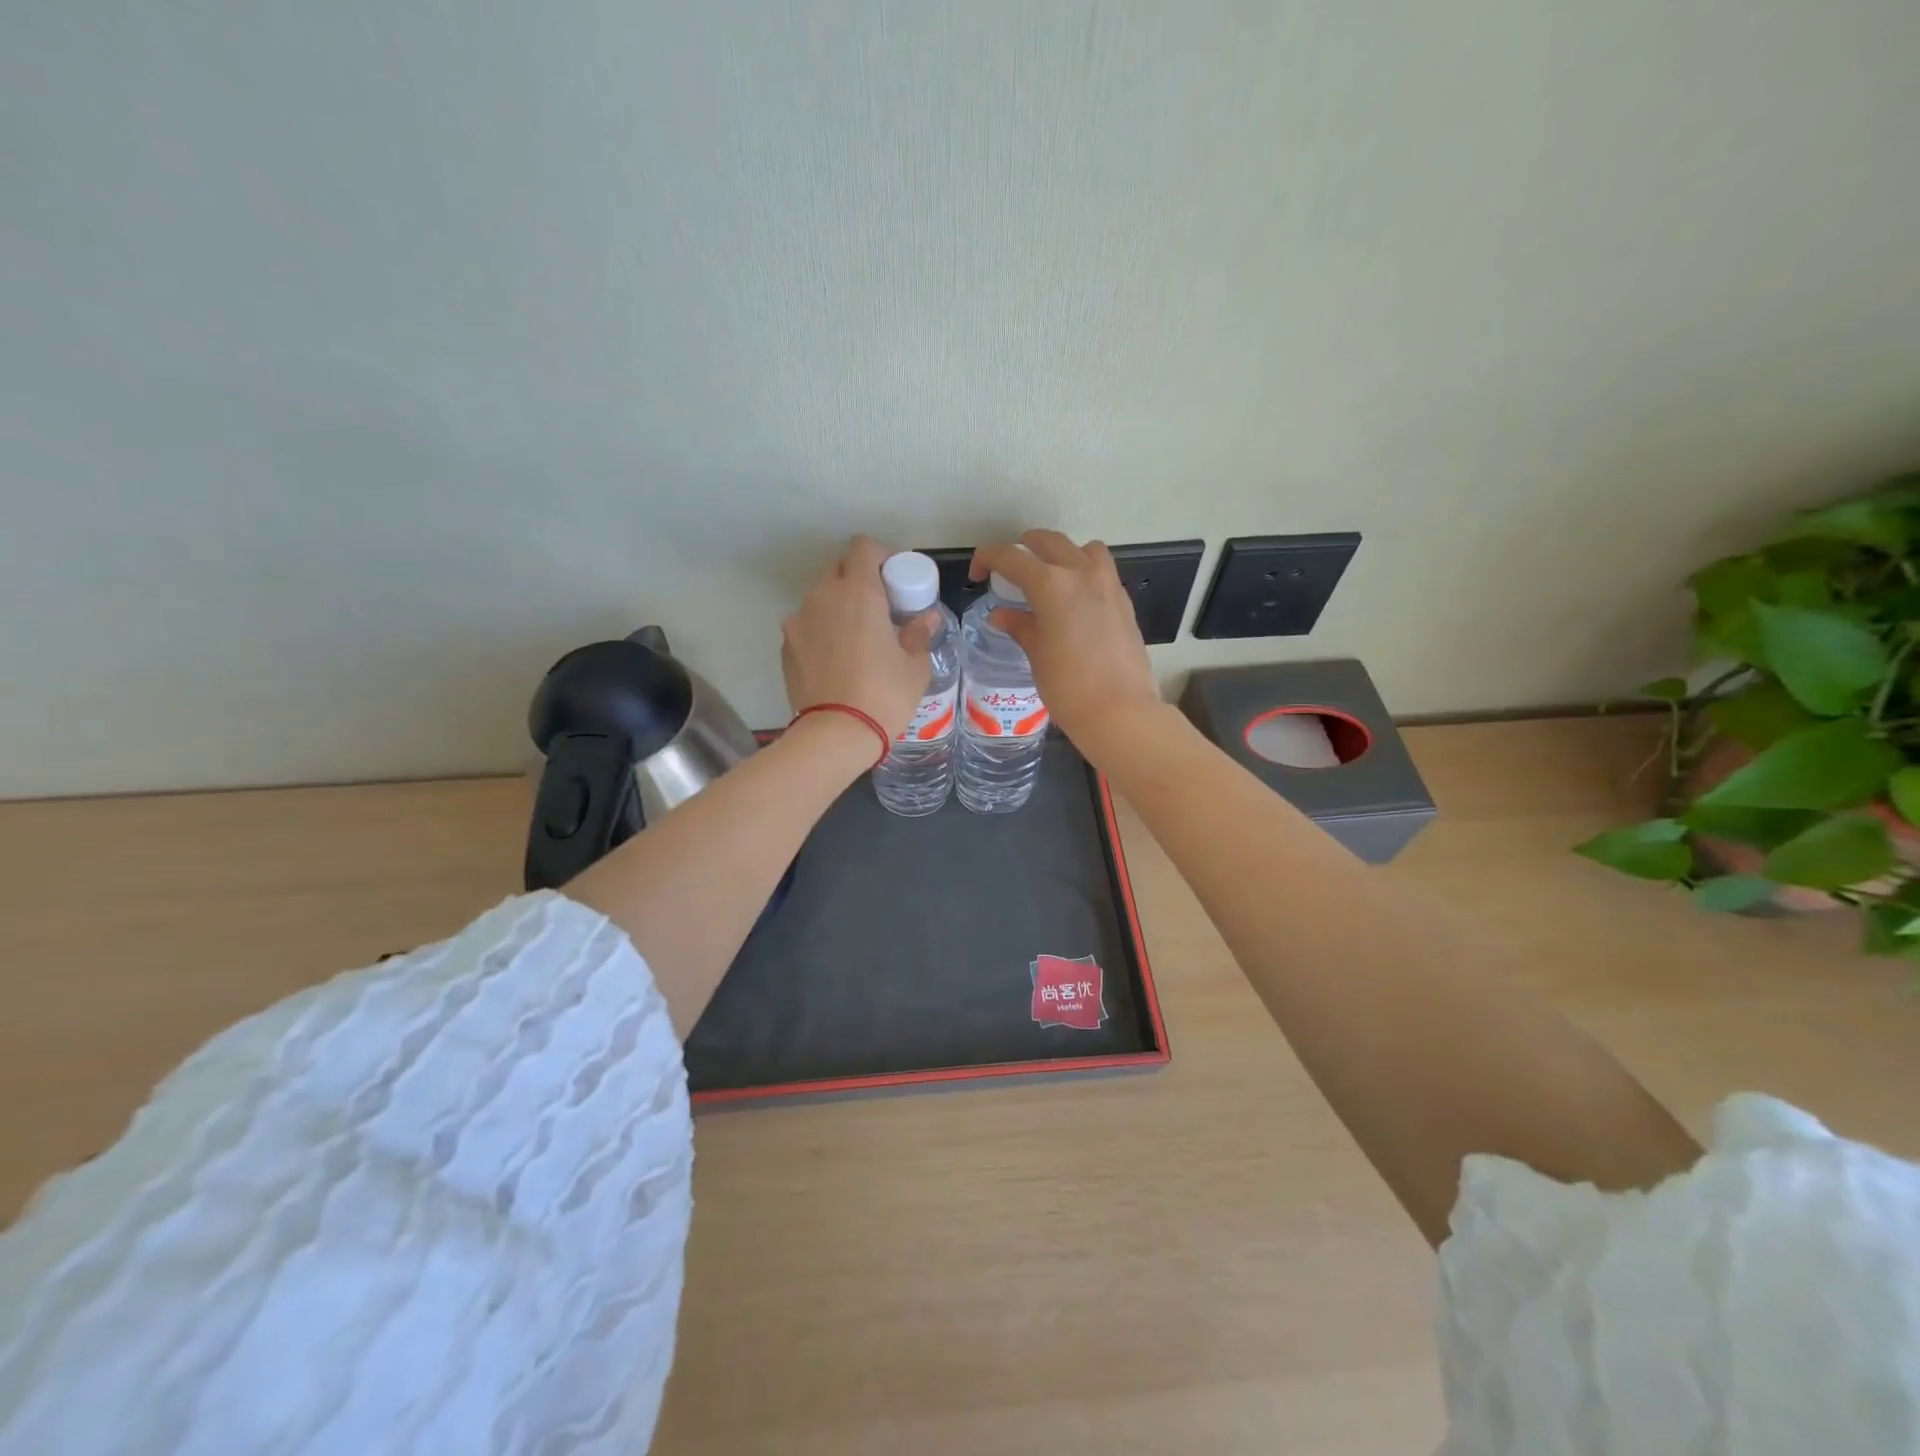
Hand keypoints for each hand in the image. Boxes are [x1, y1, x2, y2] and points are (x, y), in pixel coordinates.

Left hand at [783, 536, 934, 739]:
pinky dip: (820, 632)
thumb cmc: (884, 695)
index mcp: (858, 592)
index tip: (893, 578)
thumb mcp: (914, 666)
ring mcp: (798, 620)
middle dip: (857, 579)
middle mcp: (822, 597)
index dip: (880, 556)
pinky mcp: (785, 646)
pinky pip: (806, 626)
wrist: (835, 734)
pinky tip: (835, 660)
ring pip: (819, 599)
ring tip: (855, 639)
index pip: (863, 548)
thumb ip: (918, 634)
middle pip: (838, 569)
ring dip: (837, 607)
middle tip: (878, 608)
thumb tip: (926, 618)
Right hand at [970, 531, 1161, 753]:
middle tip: (1009, 570)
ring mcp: (1108, 584)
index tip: (978, 576)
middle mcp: (1081, 573)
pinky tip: (1075, 601)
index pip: (1011, 557)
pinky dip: (1084, 573)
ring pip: (1082, 549)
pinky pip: (1101, 571)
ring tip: (1050, 578)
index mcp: (1051, 584)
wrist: (1119, 710)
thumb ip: (1019, 626)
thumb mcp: (1036, 654)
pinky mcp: (1124, 601)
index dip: (988, 559)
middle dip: (1023, 549)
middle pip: (1048, 542)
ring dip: (1061, 554)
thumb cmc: (1068, 686)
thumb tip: (1001, 615)